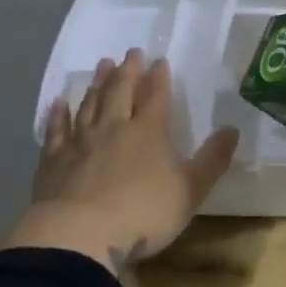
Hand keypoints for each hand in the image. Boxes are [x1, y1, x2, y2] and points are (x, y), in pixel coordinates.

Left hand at [7, 50, 239, 271]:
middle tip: (131, 52)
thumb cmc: (143, 214)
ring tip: (102, 65)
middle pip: (120, 91)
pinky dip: (58, 114)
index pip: (156, 96)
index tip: (159, 60)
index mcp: (149, 132)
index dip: (159, 77)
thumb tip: (232, 129)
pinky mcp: (53, 160)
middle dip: (128, 70)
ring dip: (97, 83)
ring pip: (90, 104)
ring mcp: (80, 142)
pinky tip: (58, 102)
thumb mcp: (190, 191)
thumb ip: (212, 160)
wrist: (79, 234)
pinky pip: (56, 129)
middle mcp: (114, 128)